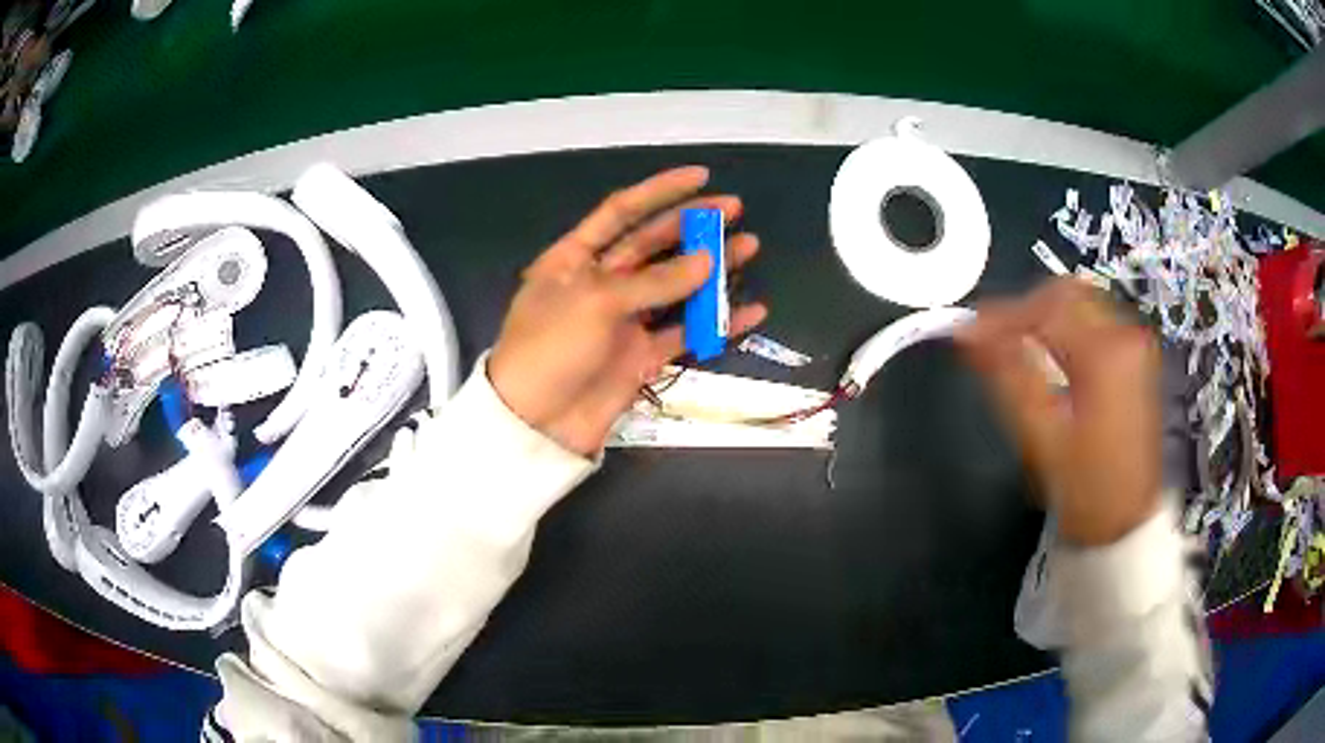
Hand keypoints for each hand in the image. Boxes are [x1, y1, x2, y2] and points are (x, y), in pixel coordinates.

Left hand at [489, 167, 766, 455]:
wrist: (537, 424)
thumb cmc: (551, 349)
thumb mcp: (595, 303)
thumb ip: (654, 281)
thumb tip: (708, 262)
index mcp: (575, 259)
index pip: (620, 212)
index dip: (659, 191)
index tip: (700, 177)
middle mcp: (601, 283)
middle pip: (653, 244)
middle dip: (693, 225)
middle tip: (735, 210)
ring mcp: (624, 321)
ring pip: (676, 286)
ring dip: (712, 268)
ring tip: (750, 247)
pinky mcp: (643, 356)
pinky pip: (686, 333)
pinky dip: (718, 323)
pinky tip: (750, 311)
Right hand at [957, 279, 1160, 546]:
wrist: (1124, 523)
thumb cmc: (1083, 488)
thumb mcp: (1041, 434)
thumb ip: (1007, 374)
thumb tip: (968, 333)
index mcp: (1106, 354)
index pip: (1046, 307)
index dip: (1001, 315)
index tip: (967, 333)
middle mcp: (1126, 335)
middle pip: (1066, 294)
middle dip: (1024, 309)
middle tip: (992, 339)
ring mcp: (1135, 344)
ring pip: (1079, 303)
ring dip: (1043, 317)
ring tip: (1014, 347)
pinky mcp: (1135, 357)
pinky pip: (1093, 321)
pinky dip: (1064, 328)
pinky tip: (1047, 355)